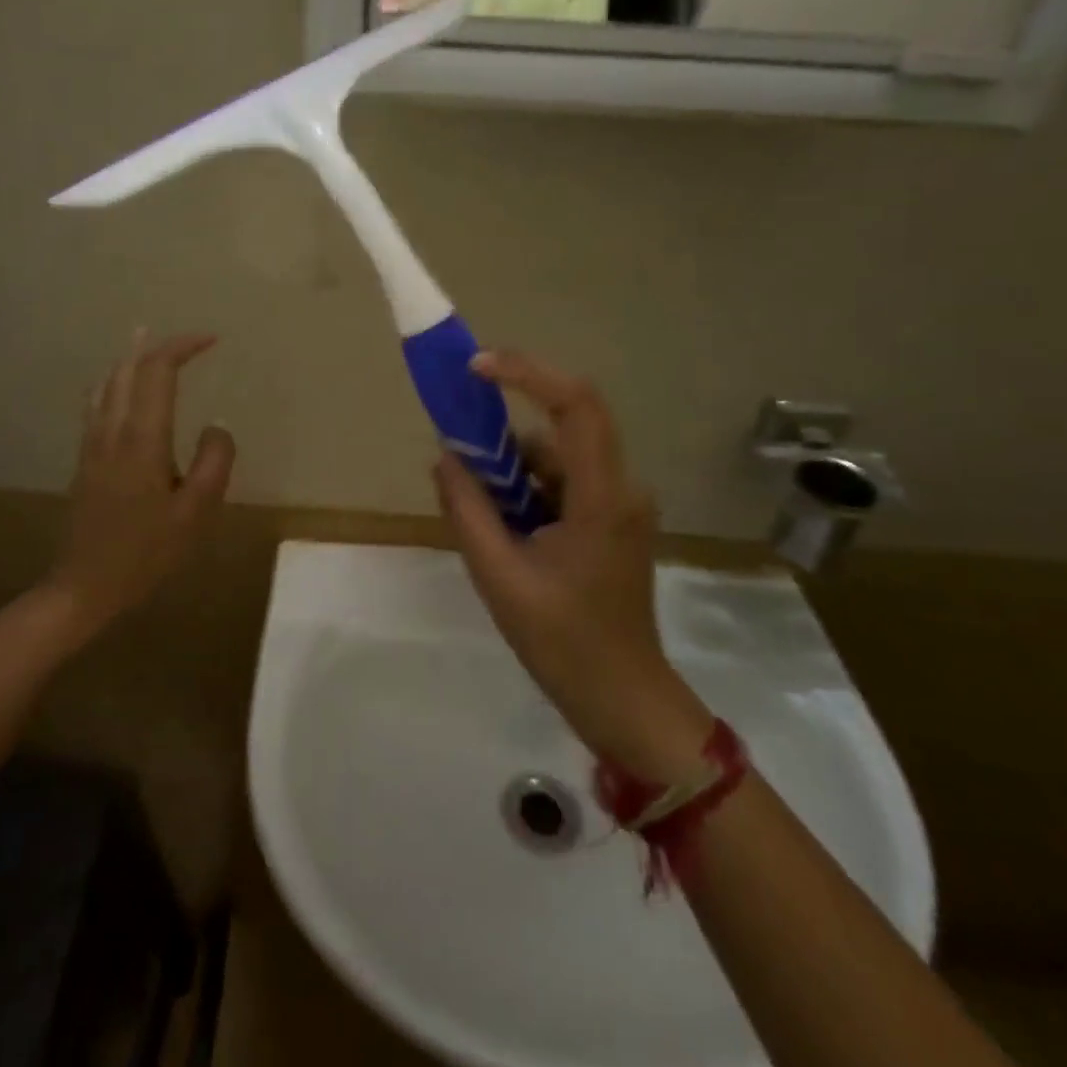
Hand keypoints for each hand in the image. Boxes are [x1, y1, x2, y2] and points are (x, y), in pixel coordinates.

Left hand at [50, 331, 235, 635]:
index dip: (182, 347)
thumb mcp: (196, 512)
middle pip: (128, 368)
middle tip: (185, 339)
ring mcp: (93, 443)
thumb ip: (214, 462)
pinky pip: (97, 403)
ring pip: (107, 382)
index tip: (211, 341)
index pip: (158, 371)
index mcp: (143, 438)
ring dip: (131, 359)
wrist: (85, 584)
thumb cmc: (146, 552)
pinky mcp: (85, 458)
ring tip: (146, 344)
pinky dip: (114, 382)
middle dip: (156, 345)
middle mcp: (113, 429)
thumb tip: (217, 427)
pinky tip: (118, 390)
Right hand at [432, 349, 712, 782]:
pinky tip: (499, 526)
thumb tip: (444, 458)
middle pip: (565, 426)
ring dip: (513, 468)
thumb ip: (467, 510)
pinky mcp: (611, 522)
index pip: (576, 404)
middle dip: (507, 426)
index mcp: (602, 496)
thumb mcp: (498, 576)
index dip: (527, 373)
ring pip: (559, 458)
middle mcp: (620, 488)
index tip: (476, 368)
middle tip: (458, 439)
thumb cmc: (562, 642)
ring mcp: (620, 505)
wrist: (622, 698)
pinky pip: (563, 485)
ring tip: (472, 503)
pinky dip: (527, 491)